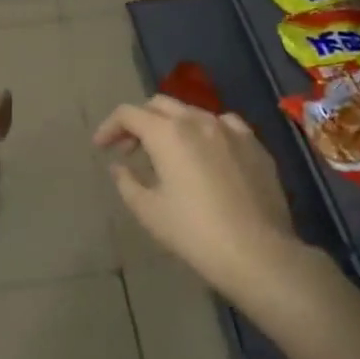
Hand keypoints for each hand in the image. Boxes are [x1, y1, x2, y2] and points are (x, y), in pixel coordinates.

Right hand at [93, 95, 296, 294]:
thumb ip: (127, 182)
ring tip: (168, 154)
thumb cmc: (195, 233)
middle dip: (140, 121)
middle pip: (160, 105)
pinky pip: (223, 125)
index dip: (110, 126)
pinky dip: (205, 132)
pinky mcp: (255, 144)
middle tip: (130, 149)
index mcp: (168, 133)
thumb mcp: (150, 211)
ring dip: (172, 126)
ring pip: (192, 112)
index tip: (101, 147)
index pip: (129, 114)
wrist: (258, 253)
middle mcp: (198, 120)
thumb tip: (120, 166)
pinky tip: (207, 154)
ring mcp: (231, 129)